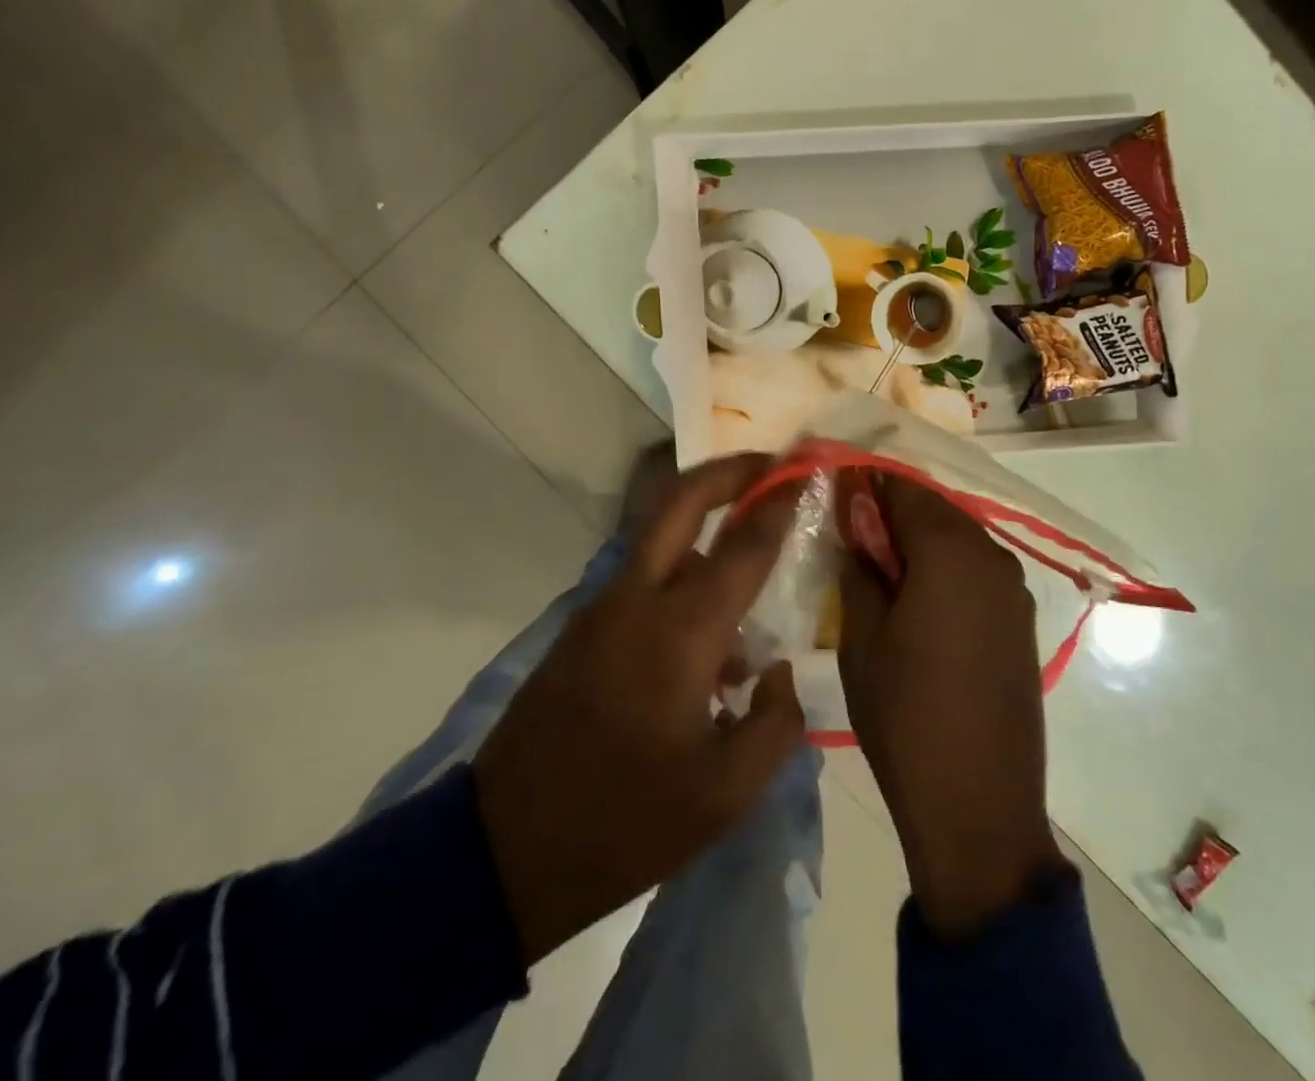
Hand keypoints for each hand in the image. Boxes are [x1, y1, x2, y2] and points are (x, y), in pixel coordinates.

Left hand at [472, 453, 805, 967]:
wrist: (505, 852)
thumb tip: (775, 672)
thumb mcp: (725, 795)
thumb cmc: (626, 823)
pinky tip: (709, 638)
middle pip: (680, 500)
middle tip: (771, 464)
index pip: (744, 545)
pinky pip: (643, 577)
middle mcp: (638, 600)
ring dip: (706, 524)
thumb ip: (775, 723)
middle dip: (729, 470)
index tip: (809, 470)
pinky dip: (682, 573)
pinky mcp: (582, 629)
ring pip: (660, 536)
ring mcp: (602, 609)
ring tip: (752, 558)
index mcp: (680, 632)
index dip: (781, 502)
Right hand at [838, 475, 1064, 935]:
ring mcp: (1014, 588)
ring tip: (882, 569)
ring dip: (921, 541)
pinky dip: (946, 568)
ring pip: (958, 539)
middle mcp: (991, 555)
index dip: (868, 482)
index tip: (836, 488)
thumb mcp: (861, 638)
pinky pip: (977, 571)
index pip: (904, 488)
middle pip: (936, 509)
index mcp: (950, 550)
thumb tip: (856, 527)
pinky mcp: (1022, 620)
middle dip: (893, 511)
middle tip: (853, 534)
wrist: (978, 805)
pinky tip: (920, 599)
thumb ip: (859, 568)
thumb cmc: (905, 716)